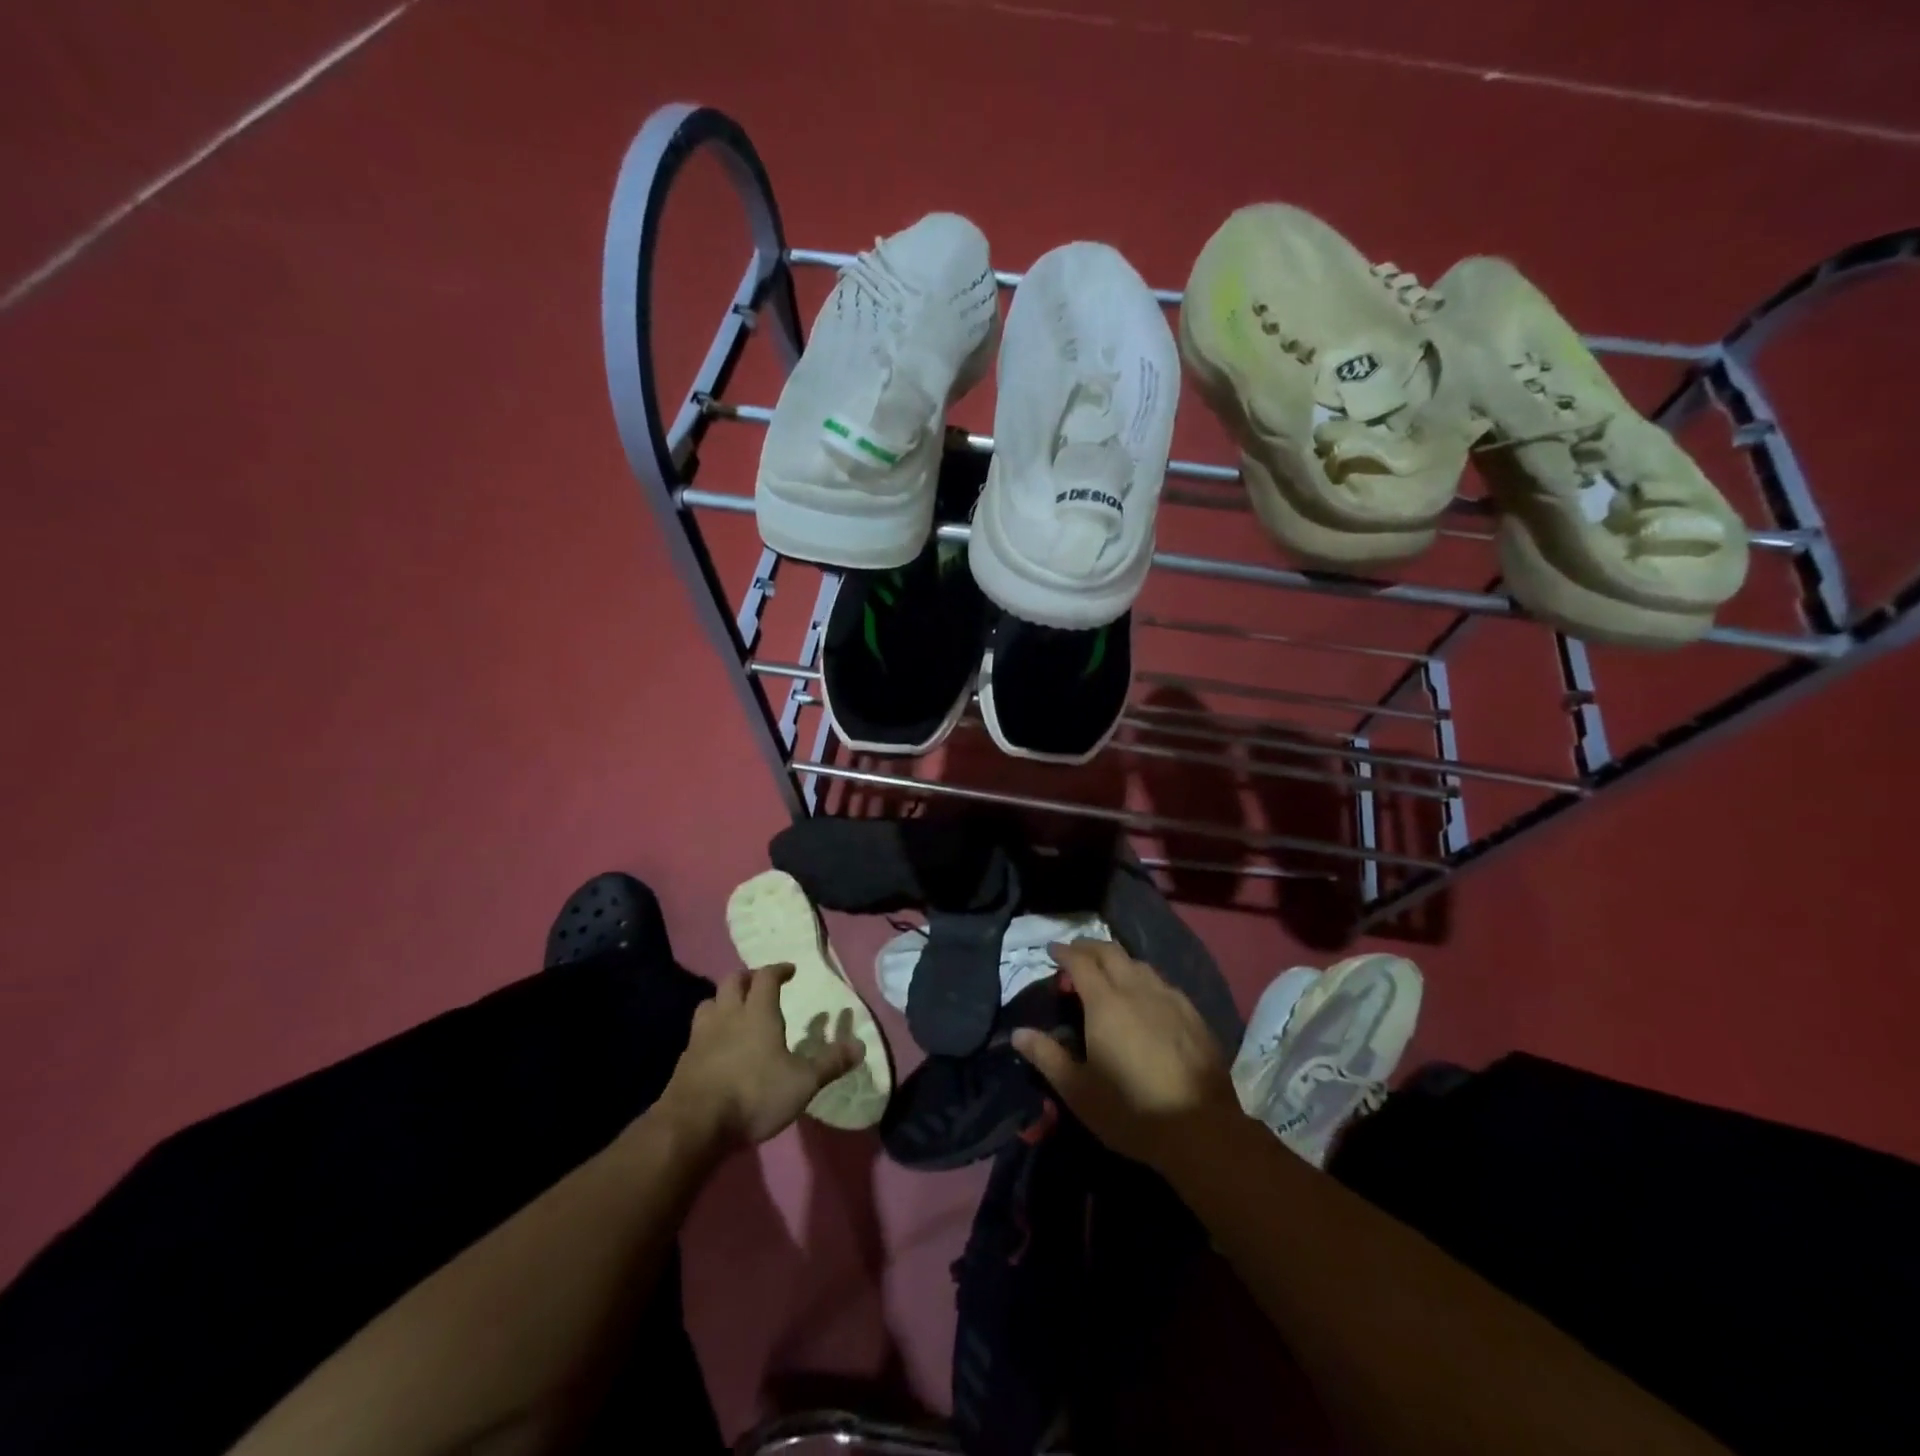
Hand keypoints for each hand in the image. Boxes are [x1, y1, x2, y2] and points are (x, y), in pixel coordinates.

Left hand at [657, 964, 864, 1150]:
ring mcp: (701, 1037)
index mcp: (757, 1013)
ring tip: (734, 1011)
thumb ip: (830, 1063)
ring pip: (709, 1003)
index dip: (778, 969)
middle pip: (733, 981)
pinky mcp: (684, 1061)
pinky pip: (696, 1033)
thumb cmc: (754, 1095)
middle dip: (748, 978)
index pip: (766, 977)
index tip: (789, 970)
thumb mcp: (802, 1082)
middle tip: (760, 985)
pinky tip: (715, 1048)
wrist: (694, 1125)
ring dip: (722, 1001)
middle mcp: (728, 1016)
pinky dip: (708, 1032)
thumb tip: (861, 1046)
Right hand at [1012, 939, 1237, 1170]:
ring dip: (1118, 960)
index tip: (1052, 950)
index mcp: (1106, 1003)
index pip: (1081, 962)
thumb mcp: (1078, 1091)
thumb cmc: (1132, 1110)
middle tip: (1076, 953)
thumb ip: (1047, 1057)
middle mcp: (1137, 990)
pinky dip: (1144, 978)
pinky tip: (1146, 996)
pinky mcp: (1193, 1015)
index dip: (1065, 952)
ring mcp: (1170, 999)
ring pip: (1139, 964)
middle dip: (1090, 947)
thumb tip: (1018, 1033)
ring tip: (1108, 971)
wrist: (1202, 1129)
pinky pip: (1162, 982)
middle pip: (1111, 953)